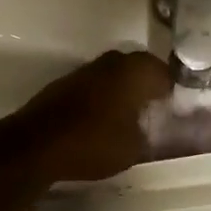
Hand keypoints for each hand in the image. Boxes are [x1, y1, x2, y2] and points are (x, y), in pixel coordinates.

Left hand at [0, 50, 173, 183]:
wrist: (35, 145)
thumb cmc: (93, 142)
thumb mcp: (134, 148)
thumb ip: (148, 133)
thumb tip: (149, 127)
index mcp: (135, 71)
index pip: (164, 73)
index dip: (172, 91)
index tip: (175, 108)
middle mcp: (112, 62)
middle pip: (138, 68)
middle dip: (147, 85)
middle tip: (155, 108)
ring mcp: (85, 70)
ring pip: (114, 75)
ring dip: (123, 90)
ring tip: (130, 116)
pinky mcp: (64, 83)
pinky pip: (95, 85)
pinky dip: (102, 97)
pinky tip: (103, 118)